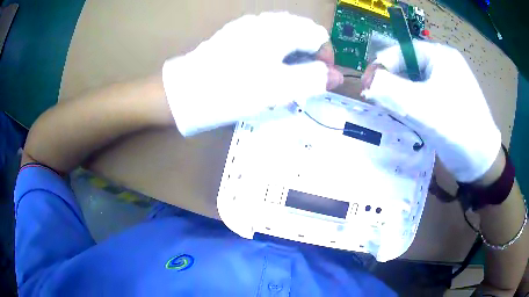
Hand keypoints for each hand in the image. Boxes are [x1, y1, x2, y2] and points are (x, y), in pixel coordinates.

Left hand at [163, 12, 342, 136]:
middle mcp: (265, 21)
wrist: (185, 91)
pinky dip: (273, 53)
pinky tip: (263, 68)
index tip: (319, 78)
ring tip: (281, 78)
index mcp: (279, 29)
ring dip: (290, 56)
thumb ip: (313, 79)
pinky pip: (265, 38)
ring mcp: (247, 26)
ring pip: (284, 35)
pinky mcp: (235, 35)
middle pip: (302, 33)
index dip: (325, 57)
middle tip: (298, 82)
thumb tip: (337, 76)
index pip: (319, 35)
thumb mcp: (279, 88)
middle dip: (307, 57)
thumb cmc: (233, 89)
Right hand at [361, 41, 500, 181]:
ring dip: (403, 95)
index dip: (383, 65)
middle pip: (409, 66)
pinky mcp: (449, 100)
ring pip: (416, 82)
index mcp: (440, 55)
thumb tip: (368, 81)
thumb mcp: (421, 106)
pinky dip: (414, 104)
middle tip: (380, 101)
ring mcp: (448, 82)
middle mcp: (445, 64)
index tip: (367, 84)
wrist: (481, 161)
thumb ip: (390, 89)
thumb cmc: (456, 128)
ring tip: (394, 111)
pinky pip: (425, 95)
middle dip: (393, 82)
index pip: (403, 50)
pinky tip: (411, 118)